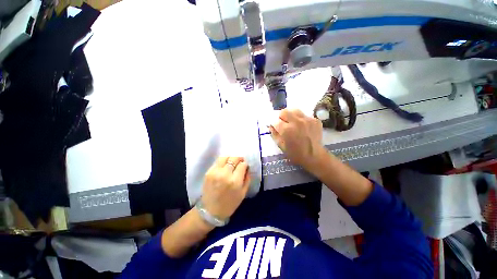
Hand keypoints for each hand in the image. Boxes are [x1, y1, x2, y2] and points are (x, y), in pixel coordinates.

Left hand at [201, 156, 250, 219]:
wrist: (211, 211)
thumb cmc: (230, 204)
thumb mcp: (243, 193)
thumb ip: (247, 178)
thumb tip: (247, 167)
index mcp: (235, 181)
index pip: (242, 165)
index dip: (245, 164)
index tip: (245, 166)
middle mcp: (225, 174)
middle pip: (234, 158)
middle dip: (239, 158)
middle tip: (240, 161)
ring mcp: (215, 172)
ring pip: (224, 157)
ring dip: (230, 158)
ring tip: (232, 162)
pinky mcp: (208, 172)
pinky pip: (217, 162)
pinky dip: (223, 162)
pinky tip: (224, 166)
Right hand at [269, 109, 325, 169]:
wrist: (314, 156)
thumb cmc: (295, 153)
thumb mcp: (281, 145)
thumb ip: (274, 134)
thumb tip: (271, 126)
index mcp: (287, 130)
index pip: (275, 121)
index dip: (273, 124)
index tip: (274, 126)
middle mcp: (296, 122)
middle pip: (284, 111)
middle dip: (280, 117)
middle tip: (282, 122)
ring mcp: (307, 120)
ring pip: (294, 110)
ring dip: (290, 115)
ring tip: (292, 122)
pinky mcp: (315, 120)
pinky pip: (304, 115)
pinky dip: (300, 119)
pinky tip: (302, 127)